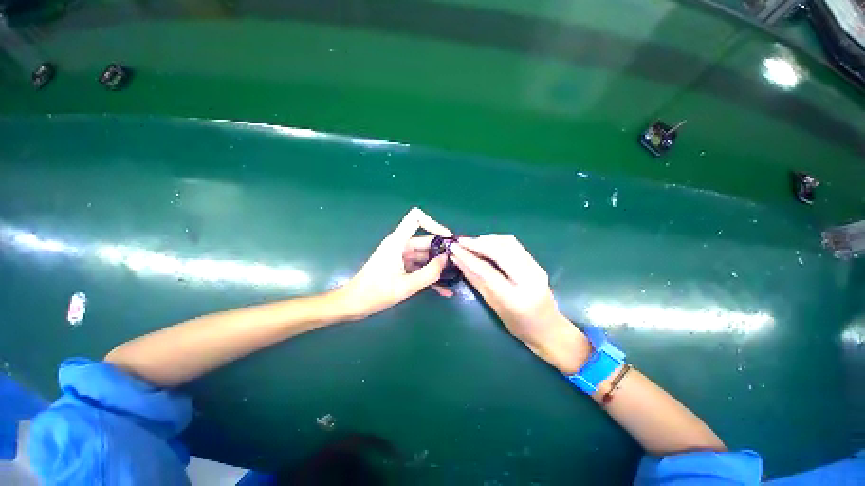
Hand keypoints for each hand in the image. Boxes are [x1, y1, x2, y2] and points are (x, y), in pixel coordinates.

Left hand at [338, 208, 452, 318]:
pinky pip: (419, 268)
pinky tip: (444, 290)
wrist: (353, 305)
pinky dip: (430, 276)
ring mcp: (401, 257)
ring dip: (438, 266)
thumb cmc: (375, 293)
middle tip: (458, 264)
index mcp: (398, 242)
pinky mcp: (401, 268)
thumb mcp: (405, 286)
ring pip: (424, 256)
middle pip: (426, 240)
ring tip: (454, 277)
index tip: (447, 238)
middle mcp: (400, 246)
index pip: (416, 218)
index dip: (433, 223)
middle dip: (442, 251)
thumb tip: (446, 260)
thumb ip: (428, 273)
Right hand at [449, 235, 589, 373]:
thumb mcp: (493, 306)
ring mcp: (536, 269)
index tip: (454, 248)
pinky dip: (497, 241)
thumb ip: (476, 281)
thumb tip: (458, 261)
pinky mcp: (537, 263)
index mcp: (515, 298)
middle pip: (500, 251)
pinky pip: (515, 245)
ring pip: (508, 243)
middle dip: (477, 243)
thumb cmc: (518, 325)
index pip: (487, 271)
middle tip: (460, 241)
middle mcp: (529, 279)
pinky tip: (486, 243)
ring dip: (487, 239)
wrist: (548, 328)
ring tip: (471, 242)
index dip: (468, 257)